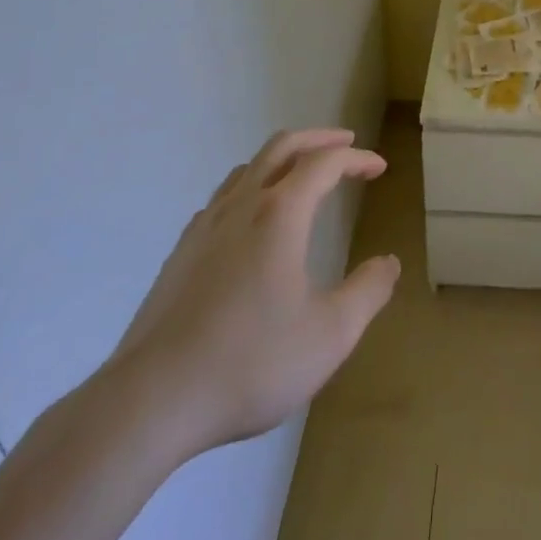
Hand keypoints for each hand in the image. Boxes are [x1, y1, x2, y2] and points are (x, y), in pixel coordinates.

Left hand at [98, 128, 399, 463]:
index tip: (379, 168)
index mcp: (280, 213)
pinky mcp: (181, 252)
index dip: (357, 158)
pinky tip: (252, 220)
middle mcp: (242, 205)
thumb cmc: (250, 363)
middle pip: (283, 146)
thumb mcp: (330, 335)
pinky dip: (251, 187)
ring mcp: (205, 226)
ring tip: (302, 175)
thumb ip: (368, 293)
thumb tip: (388, 263)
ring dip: (283, 159)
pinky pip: (223, 198)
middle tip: (345, 144)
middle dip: (319, 139)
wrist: (151, 401)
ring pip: (248, 168)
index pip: (325, 163)